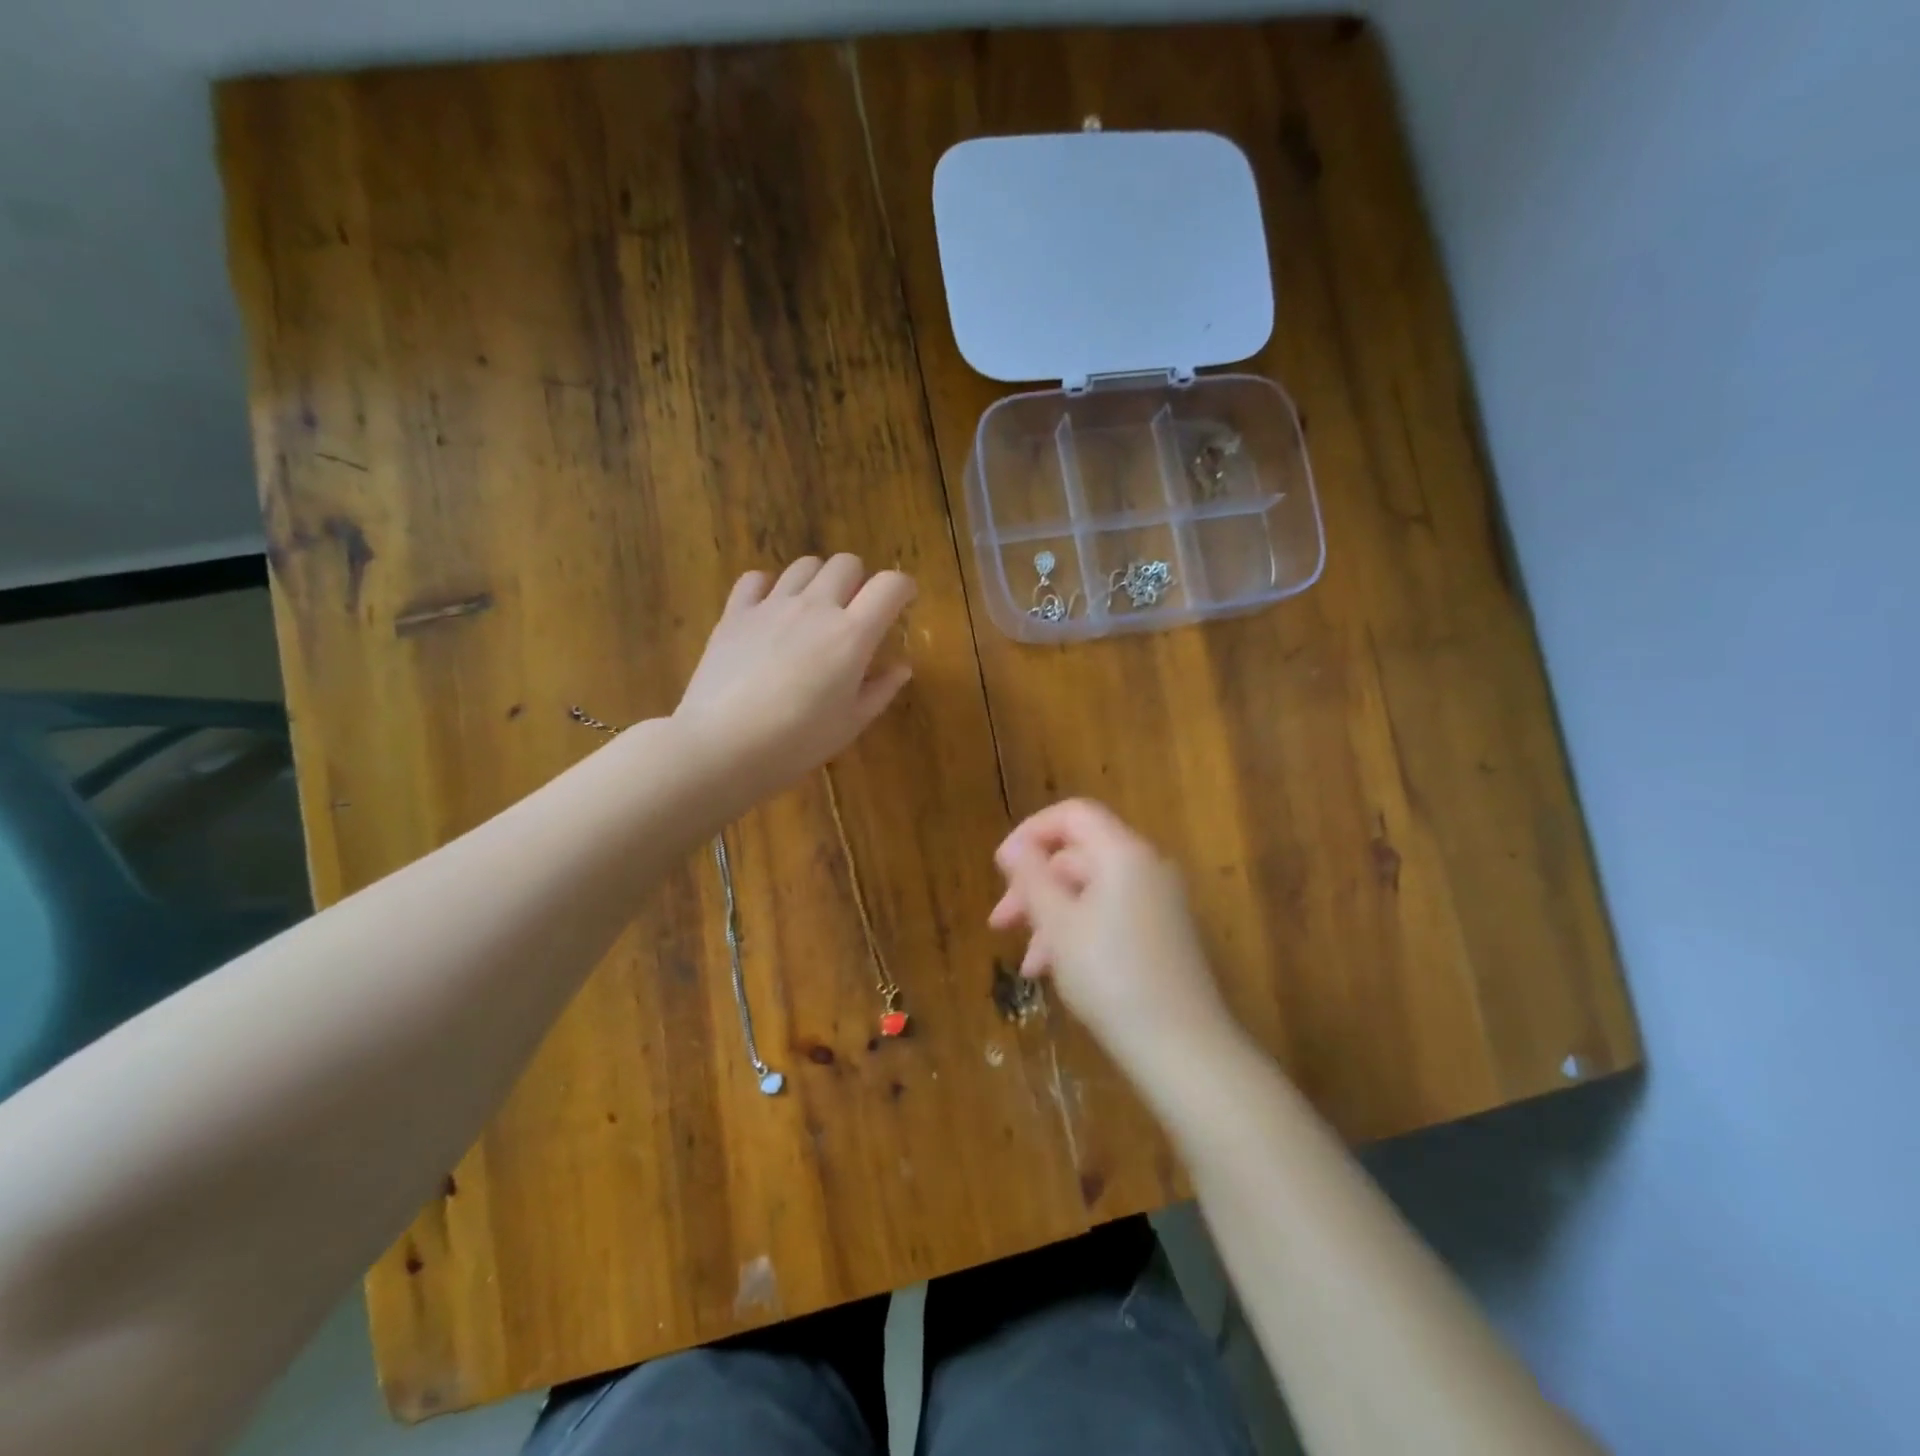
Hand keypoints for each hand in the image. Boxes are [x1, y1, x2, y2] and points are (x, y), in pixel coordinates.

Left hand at [674, 554, 915, 799]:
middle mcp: (815, 607)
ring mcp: (772, 605)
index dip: (903, 587)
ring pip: (805, 565)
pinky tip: (771, 610)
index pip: (890, 586)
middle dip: (859, 581)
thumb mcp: (850, 723)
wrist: (722, 746)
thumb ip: (880, 689)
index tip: (904, 601)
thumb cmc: (797, 742)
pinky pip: (757, 579)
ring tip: (814, 609)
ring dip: (819, 580)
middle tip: (855, 611)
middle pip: (847, 564)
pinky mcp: (736, 613)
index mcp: (852, 635)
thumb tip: (900, 666)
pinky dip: (770, 587)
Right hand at [990, 799, 1237, 1074]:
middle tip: (1000, 922)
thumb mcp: (1058, 924)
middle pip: (1078, 856)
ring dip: (1051, 918)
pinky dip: (1077, 934)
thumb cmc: (1110, 975)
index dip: (1031, 832)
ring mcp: (1158, 902)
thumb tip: (1013, 847)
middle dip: (1034, 886)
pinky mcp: (1161, 934)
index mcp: (1124, 853)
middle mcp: (1146, 867)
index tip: (1001, 868)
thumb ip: (1032, 877)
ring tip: (1027, 964)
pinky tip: (1055, 971)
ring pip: (1090, 892)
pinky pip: (1109, 916)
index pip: (1073, 815)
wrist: (1181, 1047)